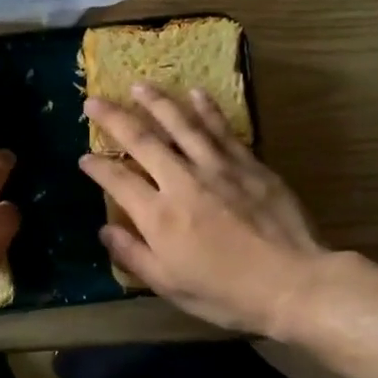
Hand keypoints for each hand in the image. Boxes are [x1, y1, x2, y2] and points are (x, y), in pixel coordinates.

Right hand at [80, 85, 327, 337]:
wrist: (293, 283)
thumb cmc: (226, 293)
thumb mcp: (170, 285)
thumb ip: (133, 255)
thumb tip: (104, 230)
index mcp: (158, 215)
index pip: (117, 180)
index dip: (96, 167)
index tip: (83, 157)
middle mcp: (182, 181)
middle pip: (142, 140)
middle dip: (114, 118)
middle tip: (94, 100)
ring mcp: (217, 168)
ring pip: (181, 125)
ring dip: (156, 102)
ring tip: (139, 85)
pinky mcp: (248, 164)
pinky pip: (221, 129)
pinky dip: (206, 109)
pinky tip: (195, 93)